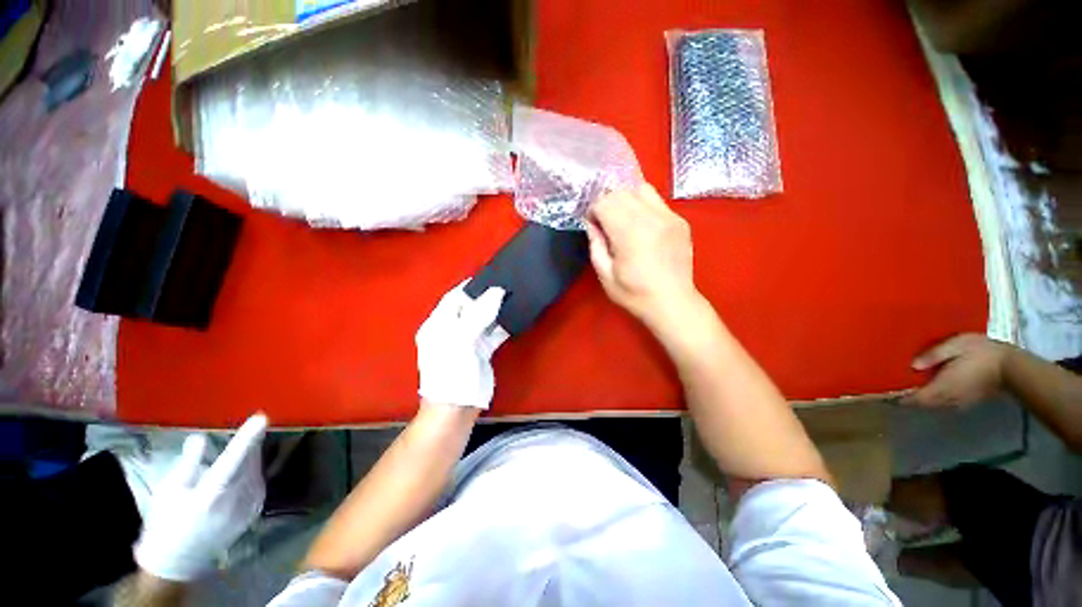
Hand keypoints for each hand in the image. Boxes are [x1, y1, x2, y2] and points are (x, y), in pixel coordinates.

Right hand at [133, 414, 267, 580]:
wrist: (179, 560)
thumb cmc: (167, 522)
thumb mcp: (169, 490)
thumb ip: (188, 463)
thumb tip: (200, 438)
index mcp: (210, 495)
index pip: (233, 459)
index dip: (248, 438)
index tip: (261, 418)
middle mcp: (235, 500)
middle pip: (249, 462)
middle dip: (251, 443)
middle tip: (252, 427)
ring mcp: (248, 508)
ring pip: (256, 470)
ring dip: (251, 457)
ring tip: (241, 449)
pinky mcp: (254, 511)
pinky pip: (257, 482)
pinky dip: (250, 472)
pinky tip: (239, 471)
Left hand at [416, 282, 506, 408]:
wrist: (457, 409)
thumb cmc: (452, 372)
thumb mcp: (461, 340)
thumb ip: (478, 314)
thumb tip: (497, 291)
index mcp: (438, 325)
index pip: (453, 298)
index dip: (468, 286)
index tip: (487, 275)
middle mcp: (452, 330)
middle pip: (470, 307)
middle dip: (485, 296)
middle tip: (505, 284)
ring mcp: (467, 341)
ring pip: (483, 319)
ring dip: (496, 310)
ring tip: (512, 295)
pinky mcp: (481, 351)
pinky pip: (493, 333)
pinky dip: (502, 326)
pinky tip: (514, 317)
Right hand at [585, 184, 698, 327]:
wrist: (673, 303)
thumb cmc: (634, 294)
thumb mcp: (605, 275)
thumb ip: (595, 245)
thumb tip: (592, 224)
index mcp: (629, 233)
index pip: (605, 202)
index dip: (593, 211)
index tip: (593, 225)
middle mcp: (650, 218)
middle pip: (621, 192)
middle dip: (607, 203)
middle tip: (605, 222)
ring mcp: (669, 217)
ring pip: (641, 189)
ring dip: (626, 199)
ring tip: (623, 219)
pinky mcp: (680, 221)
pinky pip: (657, 201)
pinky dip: (643, 206)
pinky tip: (642, 226)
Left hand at [902, 334, 1010, 407]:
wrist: (1012, 365)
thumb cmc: (981, 352)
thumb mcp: (955, 346)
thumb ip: (934, 355)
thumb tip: (912, 365)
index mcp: (943, 387)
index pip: (916, 399)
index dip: (901, 398)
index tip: (885, 393)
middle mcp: (949, 398)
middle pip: (923, 404)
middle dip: (908, 398)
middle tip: (894, 387)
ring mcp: (960, 402)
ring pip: (934, 405)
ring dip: (922, 399)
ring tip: (909, 386)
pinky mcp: (968, 401)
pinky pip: (946, 403)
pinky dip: (935, 398)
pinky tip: (931, 387)